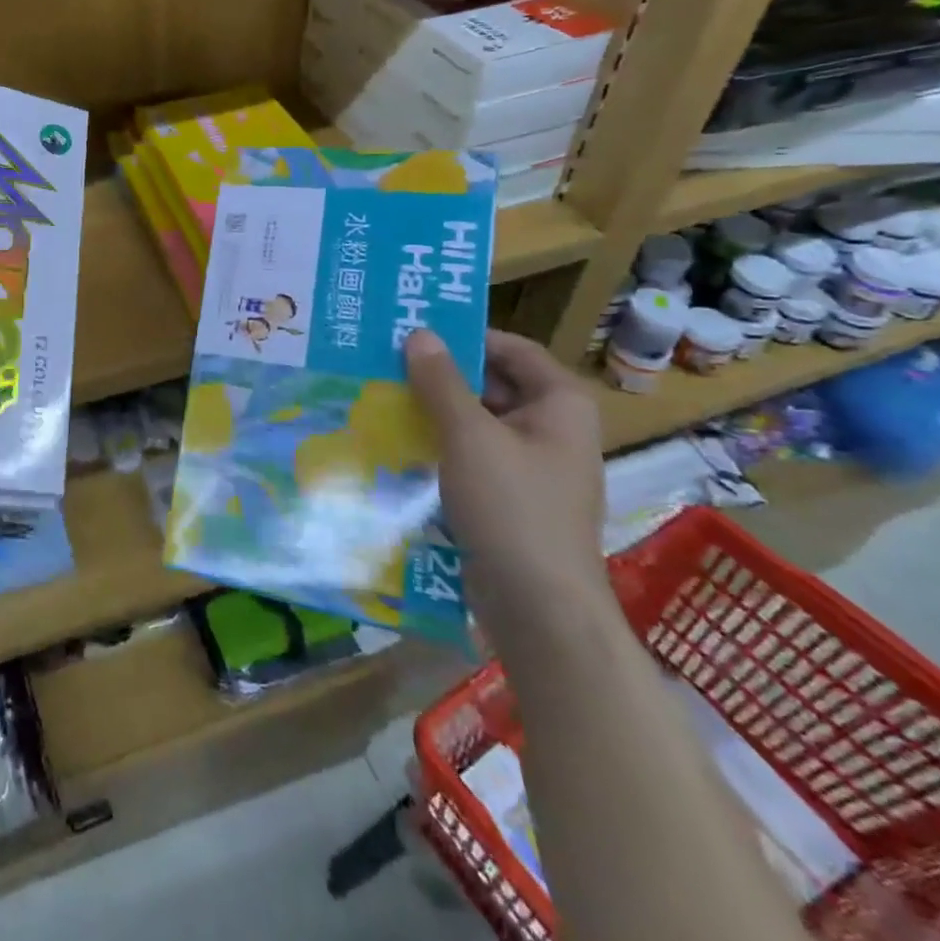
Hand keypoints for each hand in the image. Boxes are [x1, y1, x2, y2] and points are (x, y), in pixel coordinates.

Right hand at [403, 328, 609, 651]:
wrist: (539, 610)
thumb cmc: (512, 508)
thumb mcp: (469, 436)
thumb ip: (441, 382)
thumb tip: (419, 334)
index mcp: (560, 405)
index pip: (511, 349)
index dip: (465, 336)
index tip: (413, 330)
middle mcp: (550, 429)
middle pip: (491, 384)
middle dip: (440, 375)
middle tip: (385, 361)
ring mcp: (529, 467)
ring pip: (476, 422)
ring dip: (433, 410)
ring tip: (379, 396)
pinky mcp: (508, 498)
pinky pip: (470, 456)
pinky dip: (438, 445)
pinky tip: (395, 442)